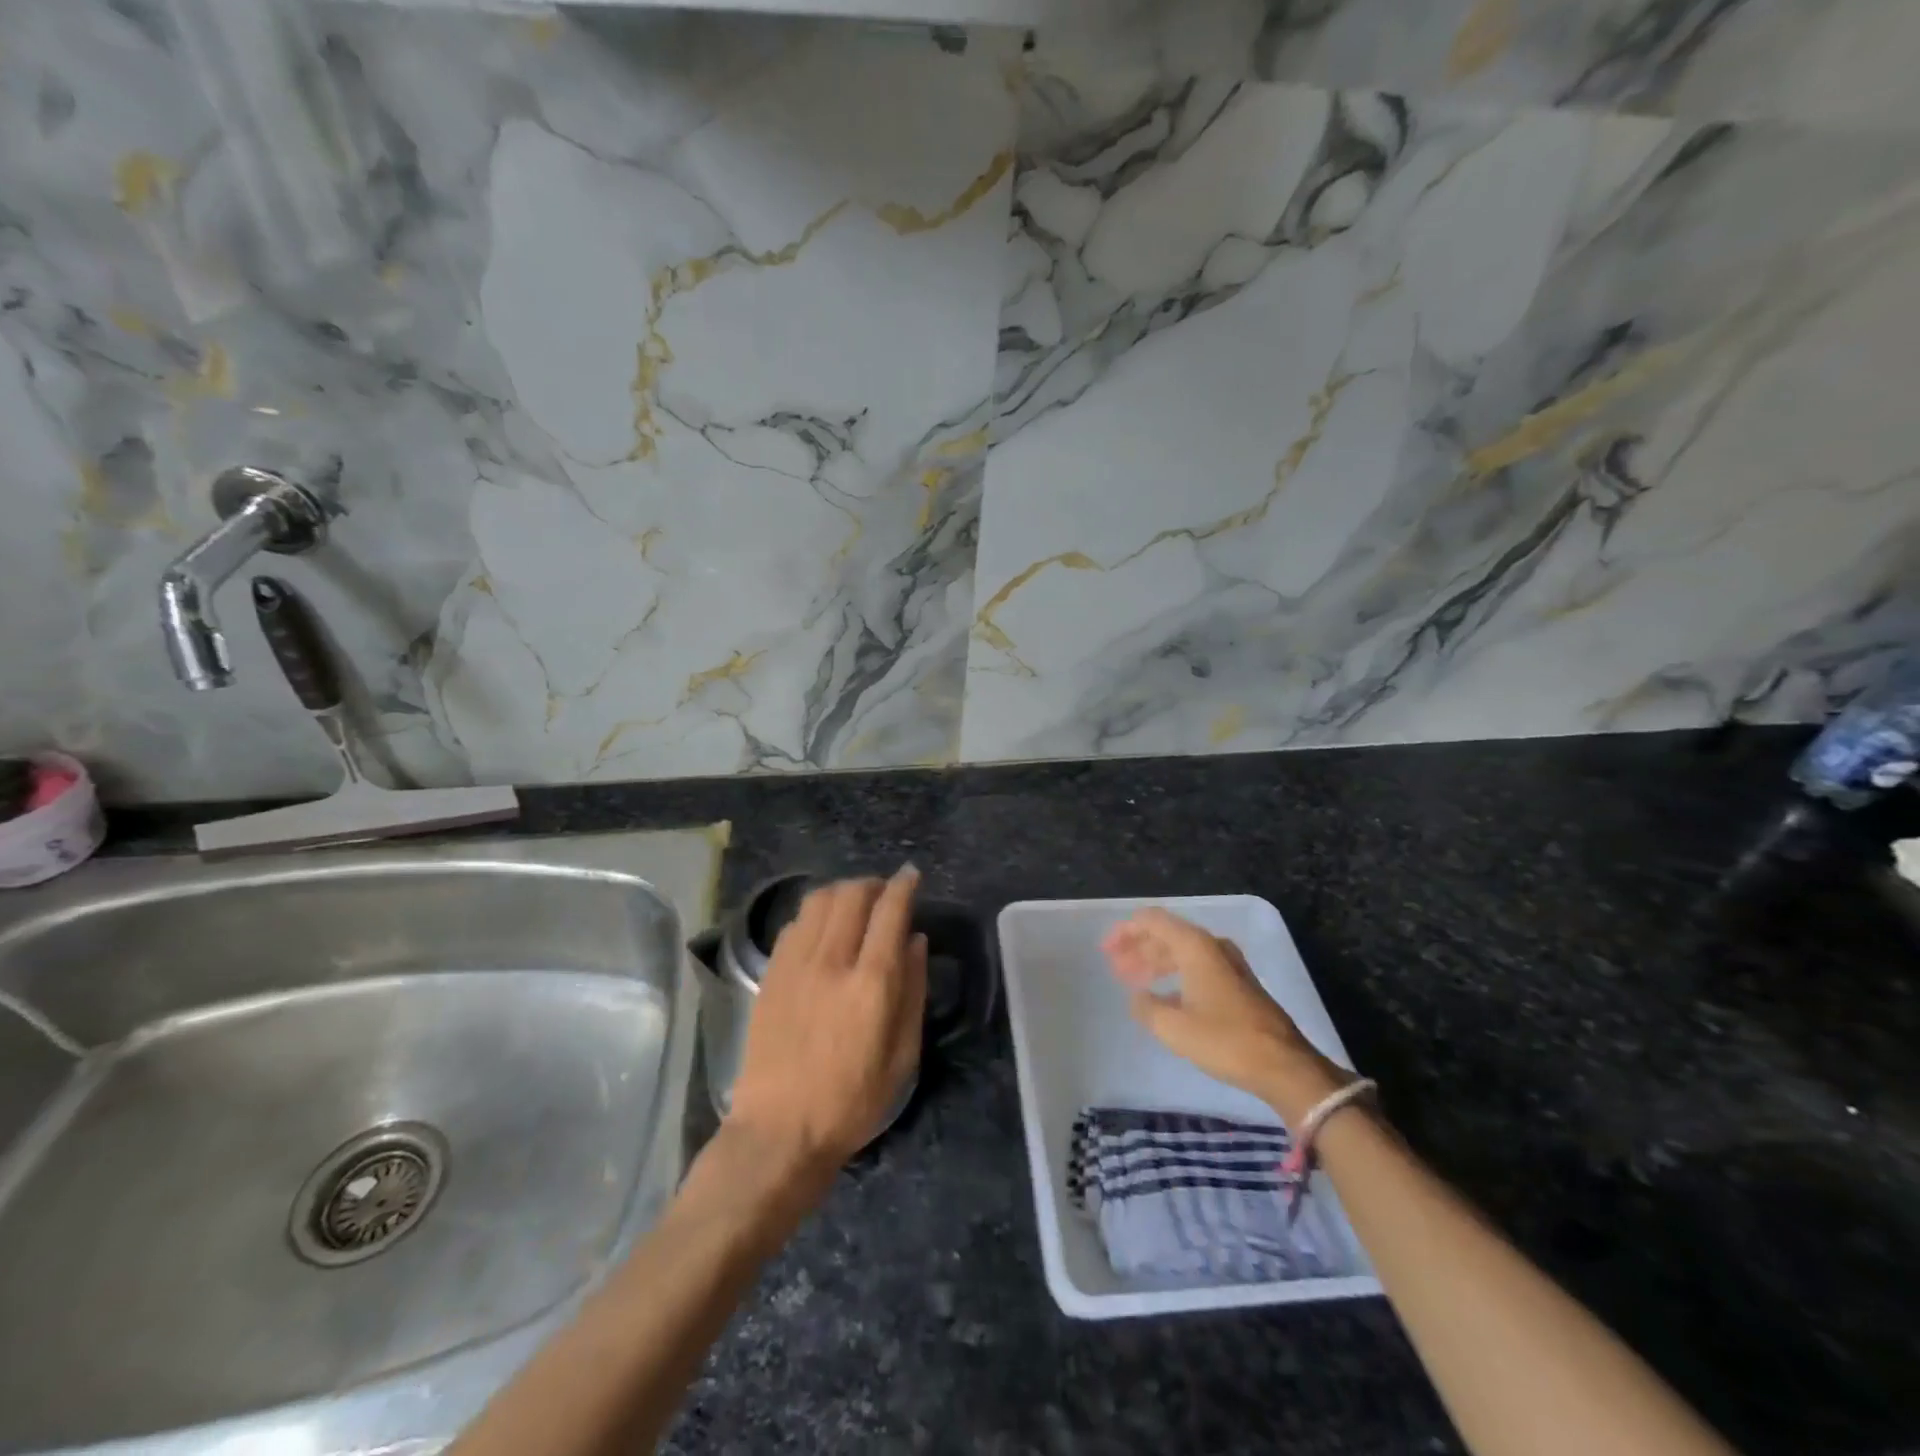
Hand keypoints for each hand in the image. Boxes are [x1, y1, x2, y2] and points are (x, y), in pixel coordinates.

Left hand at [726, 868, 927, 1183]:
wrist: (779, 1131)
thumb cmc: (851, 1101)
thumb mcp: (903, 1056)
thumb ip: (913, 990)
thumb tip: (915, 940)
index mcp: (871, 984)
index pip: (890, 912)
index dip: (903, 886)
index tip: (911, 875)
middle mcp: (831, 962)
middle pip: (852, 894)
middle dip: (873, 884)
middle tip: (885, 893)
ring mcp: (795, 965)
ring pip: (819, 900)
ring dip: (843, 891)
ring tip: (855, 904)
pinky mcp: (770, 973)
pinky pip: (795, 923)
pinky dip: (815, 913)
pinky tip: (823, 929)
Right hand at [1101, 907, 1349, 1124]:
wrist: (1284, 1066)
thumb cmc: (1226, 1040)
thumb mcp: (1174, 1027)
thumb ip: (1147, 1008)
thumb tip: (1137, 997)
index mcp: (1195, 946)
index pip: (1152, 921)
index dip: (1126, 931)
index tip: (1106, 949)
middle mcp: (1212, 946)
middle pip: (1167, 934)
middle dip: (1138, 948)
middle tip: (1115, 967)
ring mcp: (1228, 964)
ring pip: (1182, 951)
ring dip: (1155, 962)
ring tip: (1133, 981)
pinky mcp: (1238, 984)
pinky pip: (1196, 966)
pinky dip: (1174, 974)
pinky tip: (1163, 997)